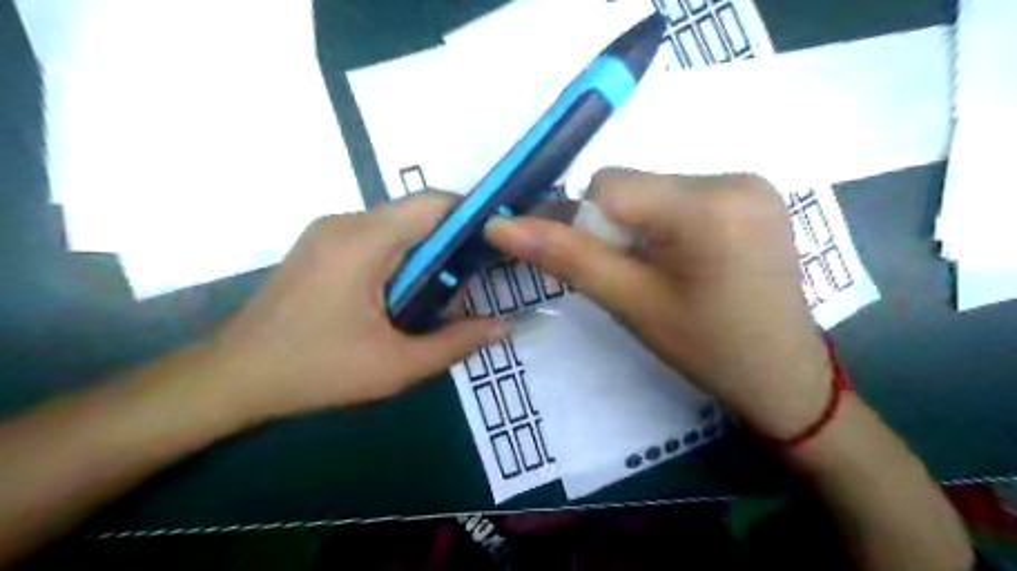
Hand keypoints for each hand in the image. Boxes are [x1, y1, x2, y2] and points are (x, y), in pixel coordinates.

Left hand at [207, 195, 508, 421]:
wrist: (233, 377)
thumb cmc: (316, 371)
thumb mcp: (395, 366)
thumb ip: (456, 343)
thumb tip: (504, 327)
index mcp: (364, 242)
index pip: (432, 204)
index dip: (472, 215)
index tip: (497, 244)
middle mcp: (345, 222)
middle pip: (416, 213)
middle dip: (451, 242)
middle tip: (470, 282)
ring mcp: (328, 231)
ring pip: (397, 225)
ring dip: (425, 252)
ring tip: (438, 296)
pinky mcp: (321, 244)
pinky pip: (376, 237)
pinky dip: (401, 256)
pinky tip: (402, 295)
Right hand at [488, 171, 828, 436]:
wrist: (783, 376)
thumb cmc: (706, 349)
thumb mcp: (630, 303)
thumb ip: (565, 257)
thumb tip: (498, 227)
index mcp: (707, 205)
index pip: (609, 186)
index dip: (590, 226)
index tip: (608, 269)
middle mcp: (734, 177)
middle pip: (634, 185)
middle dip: (618, 228)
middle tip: (639, 277)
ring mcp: (752, 183)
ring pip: (655, 191)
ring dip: (642, 227)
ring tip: (666, 273)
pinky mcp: (755, 195)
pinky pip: (683, 196)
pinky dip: (667, 224)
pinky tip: (689, 261)